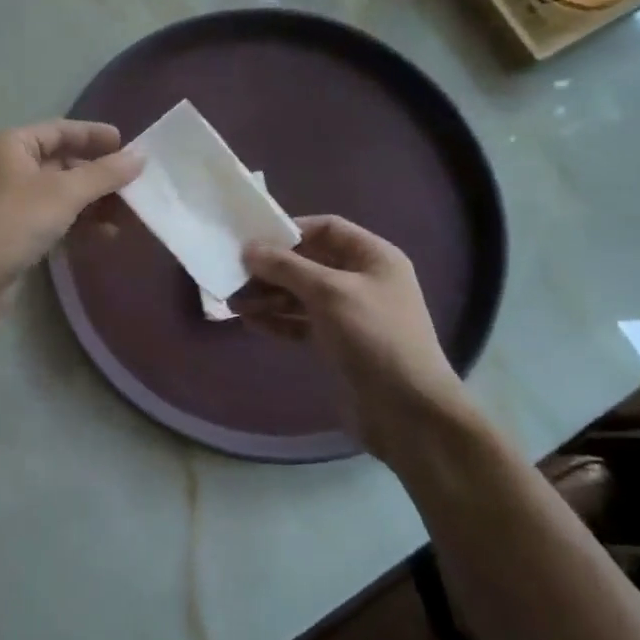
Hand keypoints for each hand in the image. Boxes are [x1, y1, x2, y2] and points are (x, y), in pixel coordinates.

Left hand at [0, 120, 142, 331]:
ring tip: (128, 216)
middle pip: (63, 164)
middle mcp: (9, 168)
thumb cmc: (13, 222)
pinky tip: (106, 236)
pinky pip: (55, 220)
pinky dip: (79, 225)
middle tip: (135, 186)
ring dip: (93, 204)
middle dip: (99, 176)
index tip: (128, 146)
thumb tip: (139, 157)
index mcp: (12, 146)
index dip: (94, 136)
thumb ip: (104, 174)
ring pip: (61, 195)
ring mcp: (10, 203)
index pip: (60, 131)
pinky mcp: (15, 234)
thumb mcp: (64, 193)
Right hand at [240, 216, 475, 447]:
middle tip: (234, 274)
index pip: (327, 228)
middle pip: (309, 261)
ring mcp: (349, 313)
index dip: (291, 230)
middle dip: (272, 268)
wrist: (407, 410)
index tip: (253, 240)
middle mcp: (362, 280)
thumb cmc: (373, 337)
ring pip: (301, 294)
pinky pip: (301, 322)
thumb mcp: (329, 293)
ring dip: (268, 296)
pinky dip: (277, 320)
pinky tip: (250, 322)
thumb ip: (287, 267)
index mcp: (373, 257)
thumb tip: (249, 249)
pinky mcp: (337, 343)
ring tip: (233, 302)